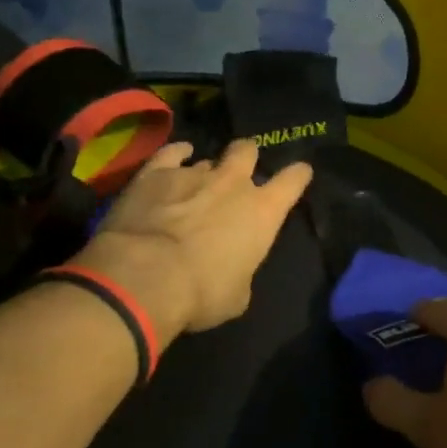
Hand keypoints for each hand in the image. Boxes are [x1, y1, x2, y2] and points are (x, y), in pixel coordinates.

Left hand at [77, 139, 312, 341]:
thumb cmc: (202, 293)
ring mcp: (193, 173)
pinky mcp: (156, 173)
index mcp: (262, 212)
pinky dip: (176, 154)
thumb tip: (233, 270)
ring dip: (206, 170)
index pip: (292, 181)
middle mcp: (232, 184)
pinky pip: (171, 153)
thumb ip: (241, 272)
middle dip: (247, 156)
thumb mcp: (236, 296)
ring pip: (207, 159)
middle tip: (240, 168)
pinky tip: (177, 155)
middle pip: (247, 151)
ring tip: (196, 184)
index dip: (298, 175)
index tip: (300, 172)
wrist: (146, 276)